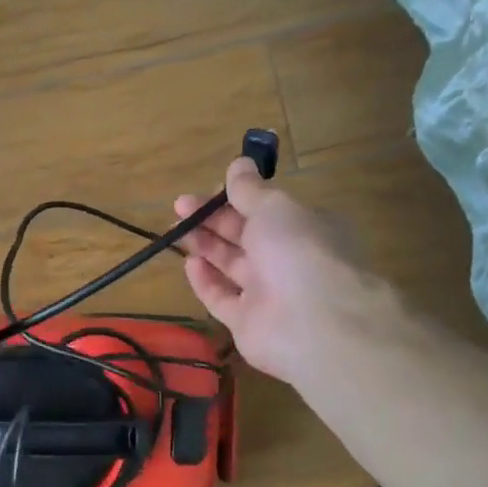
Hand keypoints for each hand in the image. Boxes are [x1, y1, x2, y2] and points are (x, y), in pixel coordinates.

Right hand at [175, 158, 396, 386]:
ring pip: (231, 266)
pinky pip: (223, 298)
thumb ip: (249, 189)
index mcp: (303, 228)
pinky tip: (189, 264)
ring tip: (175, 231)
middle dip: (212, 220)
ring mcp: (268, 294)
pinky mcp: (248, 323)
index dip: (234, 199)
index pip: (265, 210)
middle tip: (179, 208)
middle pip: (244, 236)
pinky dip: (206, 281)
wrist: (312, 322)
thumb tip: (239, 163)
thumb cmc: (297, 251)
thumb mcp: (273, 207)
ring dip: (205, 246)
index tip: (206, 191)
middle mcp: (288, 260)